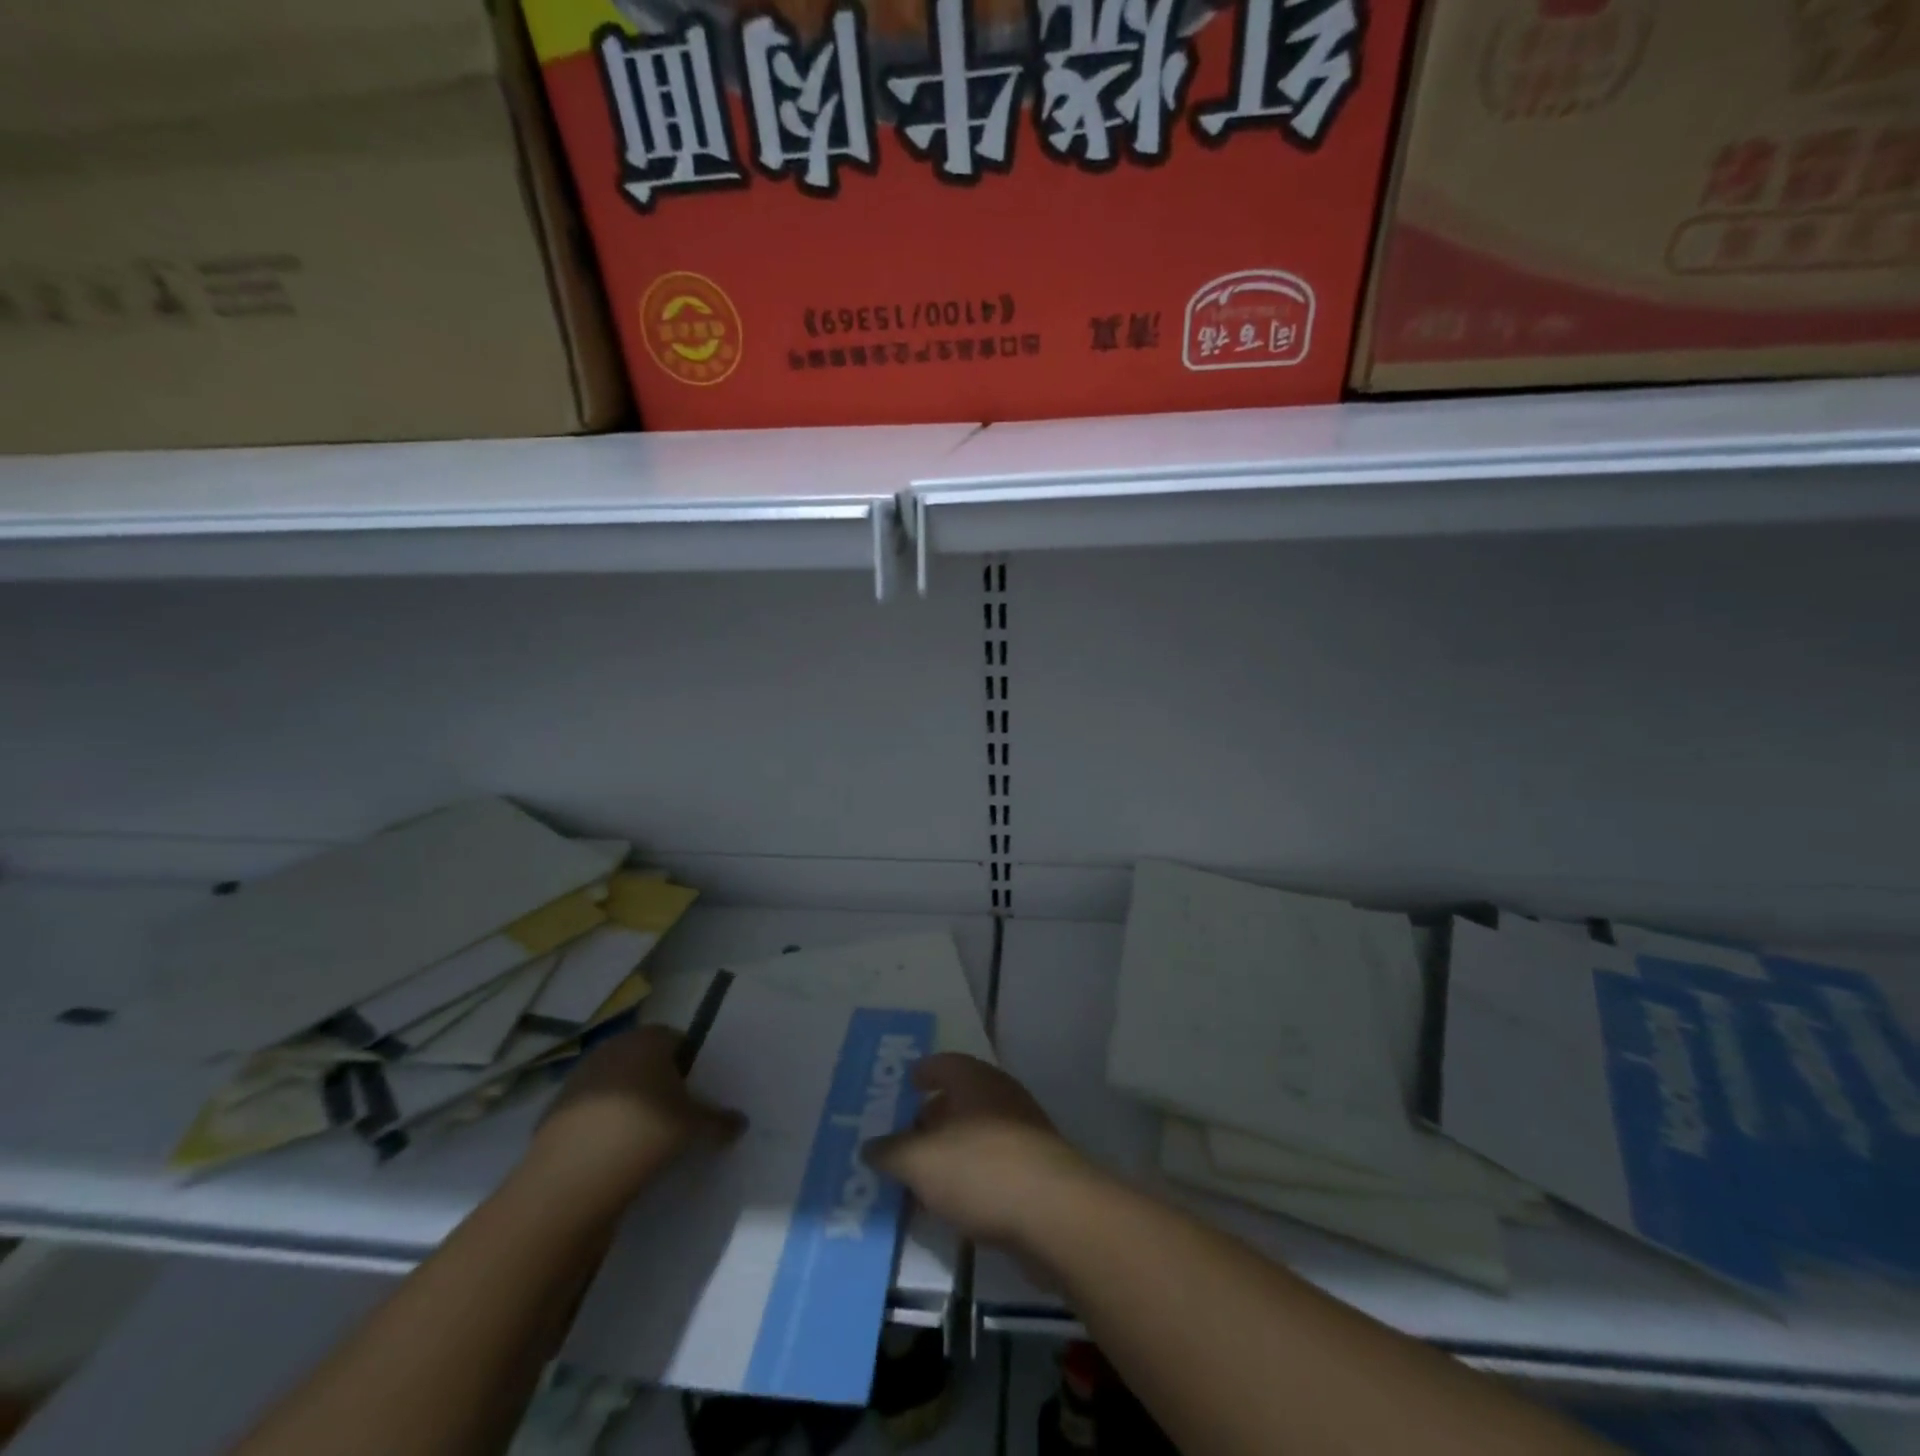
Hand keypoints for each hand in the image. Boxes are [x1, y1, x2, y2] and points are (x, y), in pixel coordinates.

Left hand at [523, 1025, 744, 1206]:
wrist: (570, 1180)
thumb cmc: (644, 1134)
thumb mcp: (693, 1128)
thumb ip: (719, 1121)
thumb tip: (741, 1123)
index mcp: (648, 1039)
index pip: (677, 1039)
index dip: (689, 1064)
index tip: (696, 1093)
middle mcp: (613, 1047)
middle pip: (644, 1059)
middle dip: (659, 1081)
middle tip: (674, 1114)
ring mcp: (579, 1077)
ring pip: (616, 1084)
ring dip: (630, 1103)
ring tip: (643, 1138)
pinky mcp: (555, 1110)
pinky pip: (592, 1110)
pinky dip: (603, 1124)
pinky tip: (613, 1153)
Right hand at [862, 1053, 1095, 1249]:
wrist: (1053, 1213)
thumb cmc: (980, 1169)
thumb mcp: (920, 1162)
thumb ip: (891, 1152)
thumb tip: (869, 1147)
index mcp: (974, 1079)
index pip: (942, 1063)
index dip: (922, 1073)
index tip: (905, 1086)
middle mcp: (1000, 1095)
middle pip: (959, 1099)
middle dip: (931, 1118)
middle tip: (904, 1140)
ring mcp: (1022, 1131)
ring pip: (975, 1133)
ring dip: (949, 1152)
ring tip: (921, 1178)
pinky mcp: (1035, 1169)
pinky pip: (991, 1164)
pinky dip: (970, 1176)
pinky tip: (953, 1204)